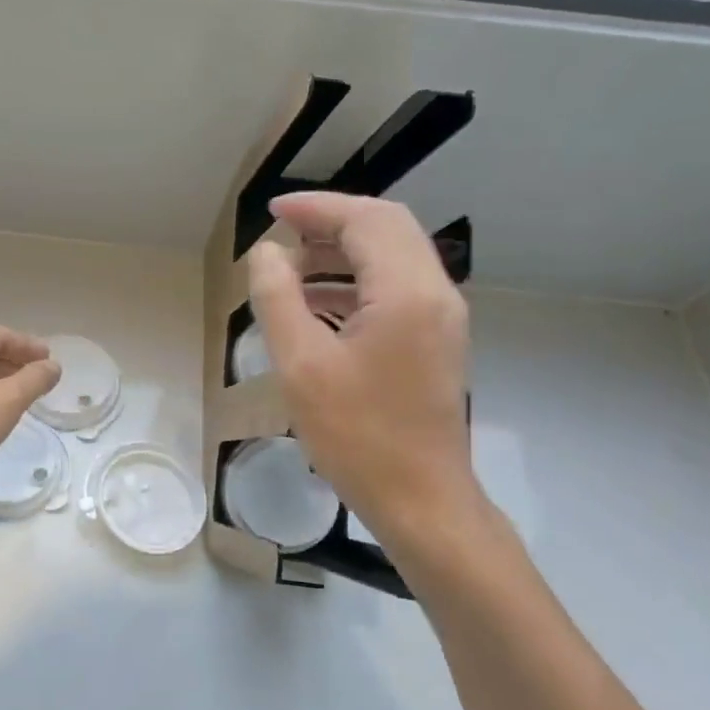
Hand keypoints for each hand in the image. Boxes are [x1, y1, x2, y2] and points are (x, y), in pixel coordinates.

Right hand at [246, 193, 481, 552]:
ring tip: (292, 264)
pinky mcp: (437, 340)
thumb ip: (278, 298)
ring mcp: (442, 318)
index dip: (317, 207)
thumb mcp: (301, 365)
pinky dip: (357, 278)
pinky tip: (318, 302)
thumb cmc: (357, 435)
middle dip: (333, 220)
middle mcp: (436, 293)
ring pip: (394, 255)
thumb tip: (267, 254)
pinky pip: (397, 286)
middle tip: (283, 231)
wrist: (422, 501)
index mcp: (407, 292)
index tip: (272, 213)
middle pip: (387, 227)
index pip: (366, 219)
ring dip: (345, 248)